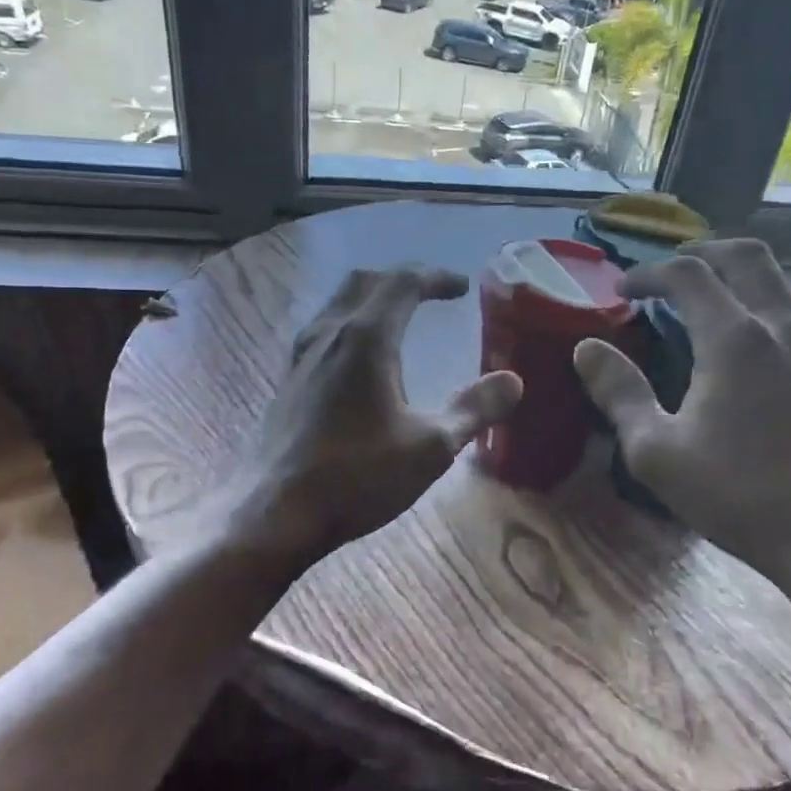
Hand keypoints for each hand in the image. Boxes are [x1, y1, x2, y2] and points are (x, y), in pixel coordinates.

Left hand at [223, 267, 521, 572]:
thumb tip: (513, 381)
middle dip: (402, 279)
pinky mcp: (288, 380)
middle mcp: (329, 334)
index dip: (436, 278)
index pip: (403, 283)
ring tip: (398, 316)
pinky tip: (359, 357)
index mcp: (366, 338)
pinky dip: (351, 323)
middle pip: (365, 282)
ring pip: (338, 303)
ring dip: (372, 297)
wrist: (277, 512)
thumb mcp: (431, 447)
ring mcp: (301, 356)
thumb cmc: (358, 476)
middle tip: (431, 292)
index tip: (462, 287)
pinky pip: (323, 330)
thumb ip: (474, 410)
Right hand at [573, 240, 790, 595]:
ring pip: (773, 279)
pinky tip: (736, 338)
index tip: (621, 290)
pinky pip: (788, 308)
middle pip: (744, 257)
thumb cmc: (738, 494)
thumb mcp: (656, 451)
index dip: (648, 273)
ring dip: (731, 275)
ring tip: (696, 300)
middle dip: (699, 253)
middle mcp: (781, 325)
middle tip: (664, 274)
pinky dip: (755, 300)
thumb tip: (587, 349)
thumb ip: (619, 393)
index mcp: (734, 339)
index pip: (688, 275)